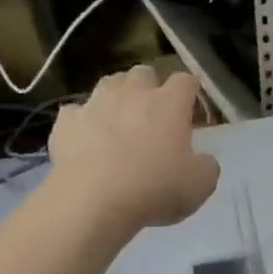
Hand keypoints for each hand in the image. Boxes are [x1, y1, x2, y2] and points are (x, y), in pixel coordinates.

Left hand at [49, 67, 220, 231]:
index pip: (186, 80)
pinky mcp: (66, 121)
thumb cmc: (155, 188)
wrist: (93, 201)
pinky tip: (85, 140)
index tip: (191, 110)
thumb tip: (202, 159)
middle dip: (150, 87)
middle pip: (144, 73)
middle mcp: (132, 93)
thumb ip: (206, 165)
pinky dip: (82, 122)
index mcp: (170, 103)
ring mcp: (95, 103)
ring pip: (108, 84)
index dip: (190, 92)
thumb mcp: (200, 185)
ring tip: (118, 120)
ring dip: (116, 97)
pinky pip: (75, 112)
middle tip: (153, 114)